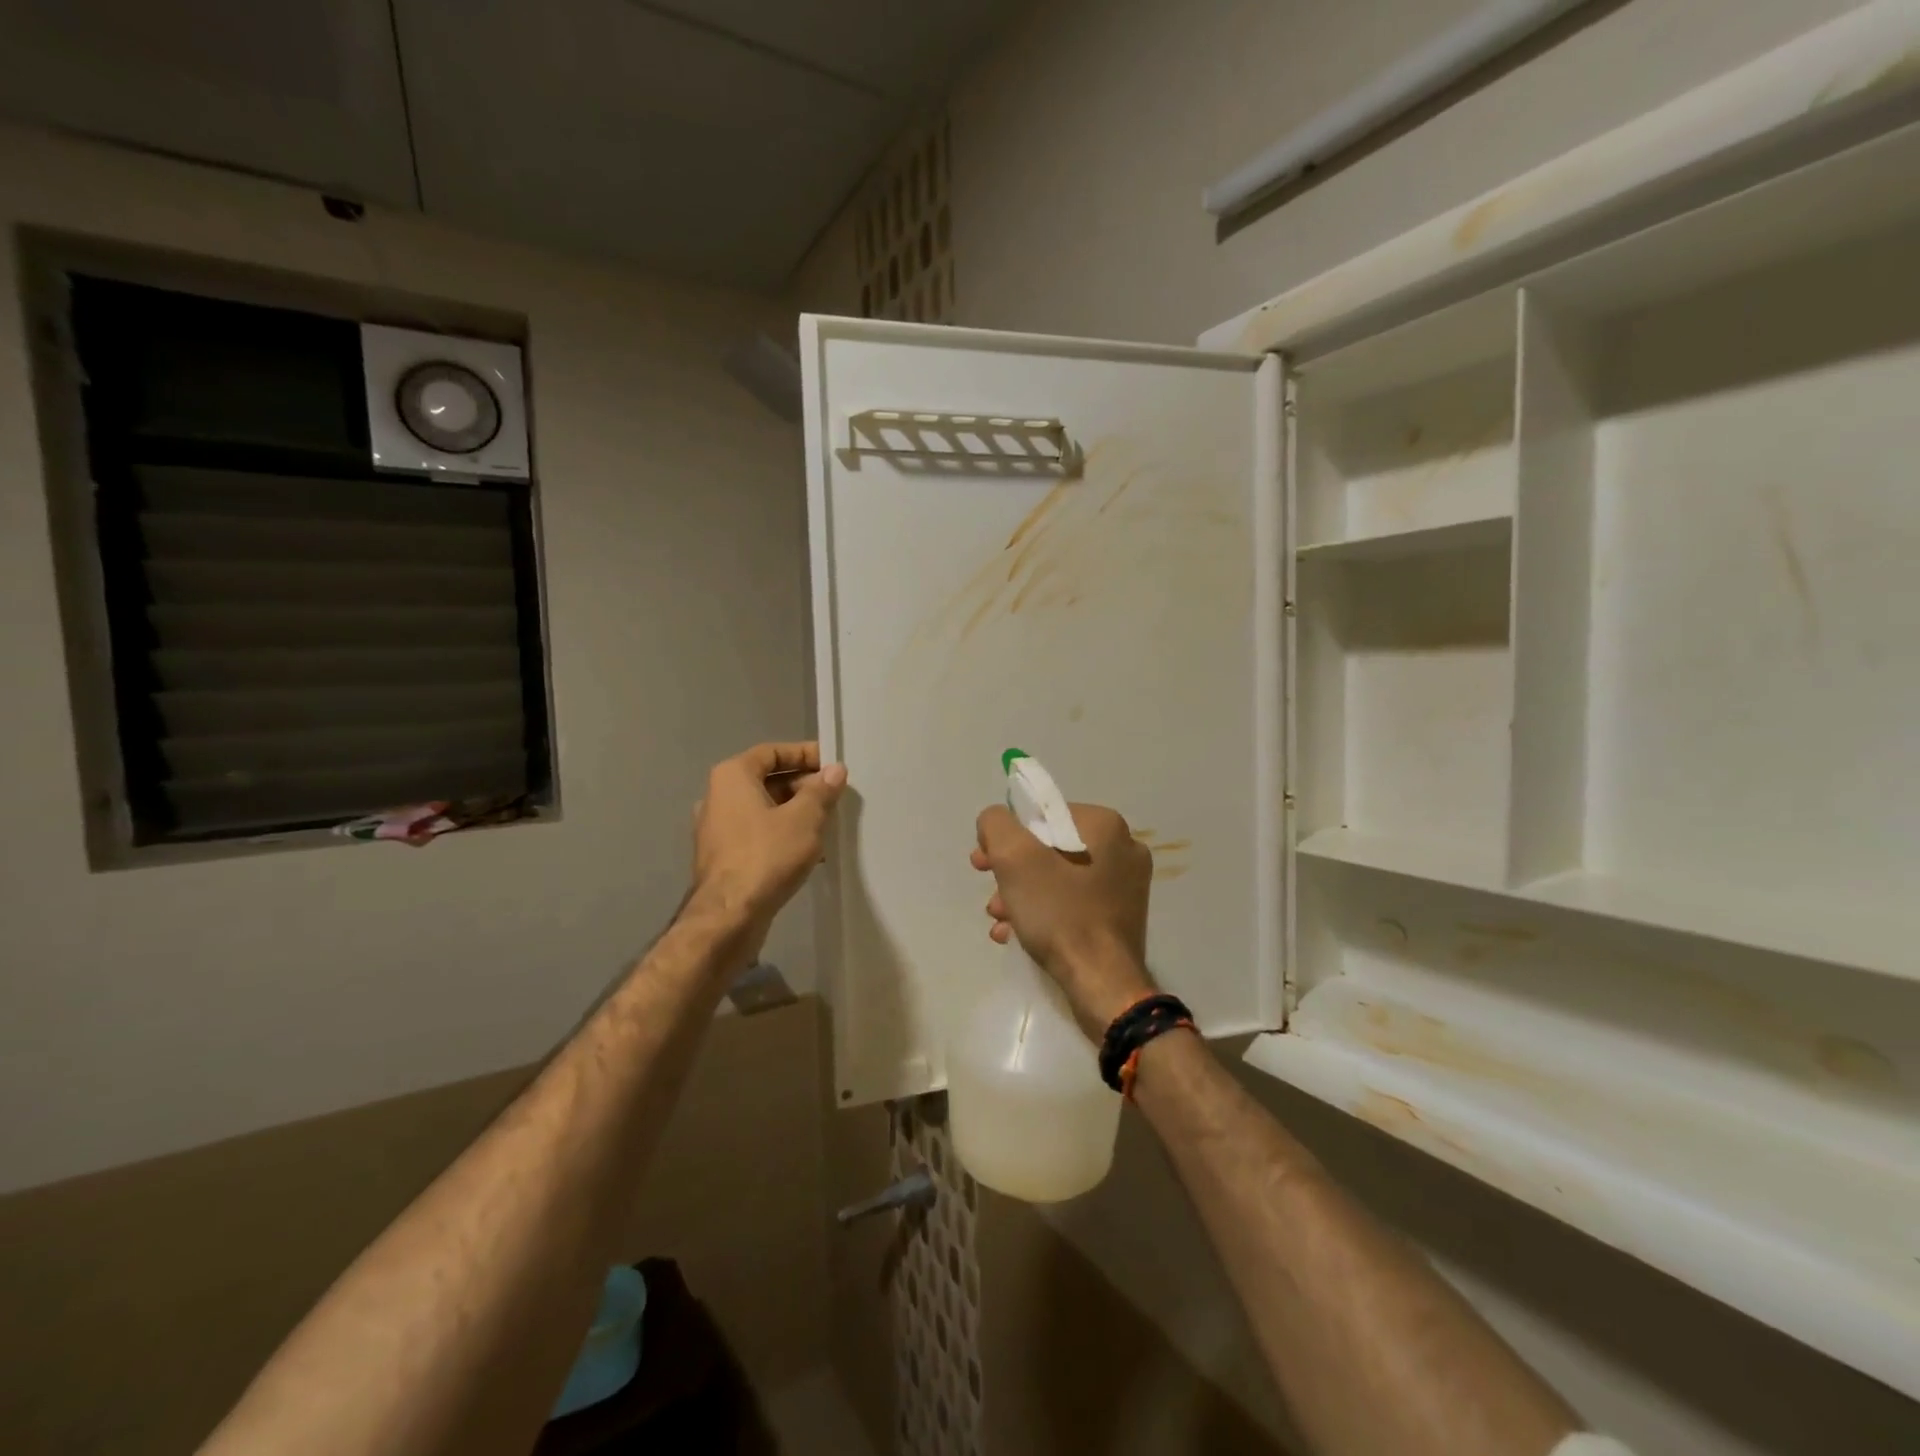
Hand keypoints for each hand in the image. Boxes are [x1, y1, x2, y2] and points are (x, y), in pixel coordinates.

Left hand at [693, 742, 846, 952]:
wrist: (729, 916)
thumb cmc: (767, 855)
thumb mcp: (804, 819)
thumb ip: (821, 791)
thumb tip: (835, 771)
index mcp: (732, 777)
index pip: (772, 752)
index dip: (804, 754)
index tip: (832, 765)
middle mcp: (718, 797)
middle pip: (767, 780)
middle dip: (803, 786)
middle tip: (834, 797)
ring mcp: (717, 829)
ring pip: (764, 809)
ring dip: (795, 813)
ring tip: (827, 824)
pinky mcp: (722, 857)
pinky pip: (757, 834)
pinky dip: (782, 834)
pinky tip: (809, 852)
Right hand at [971, 802, 1155, 1035]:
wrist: (1102, 984)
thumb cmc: (1059, 913)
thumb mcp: (1014, 858)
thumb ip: (996, 824)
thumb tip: (995, 821)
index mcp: (1105, 825)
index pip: (1042, 815)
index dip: (1007, 836)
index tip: (984, 862)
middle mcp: (1123, 848)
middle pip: (1049, 847)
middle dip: (1012, 870)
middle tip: (988, 890)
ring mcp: (1126, 885)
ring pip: (1059, 877)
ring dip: (1022, 894)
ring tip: (999, 919)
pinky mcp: (1120, 916)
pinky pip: (1073, 902)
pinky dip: (1044, 912)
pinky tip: (1016, 932)